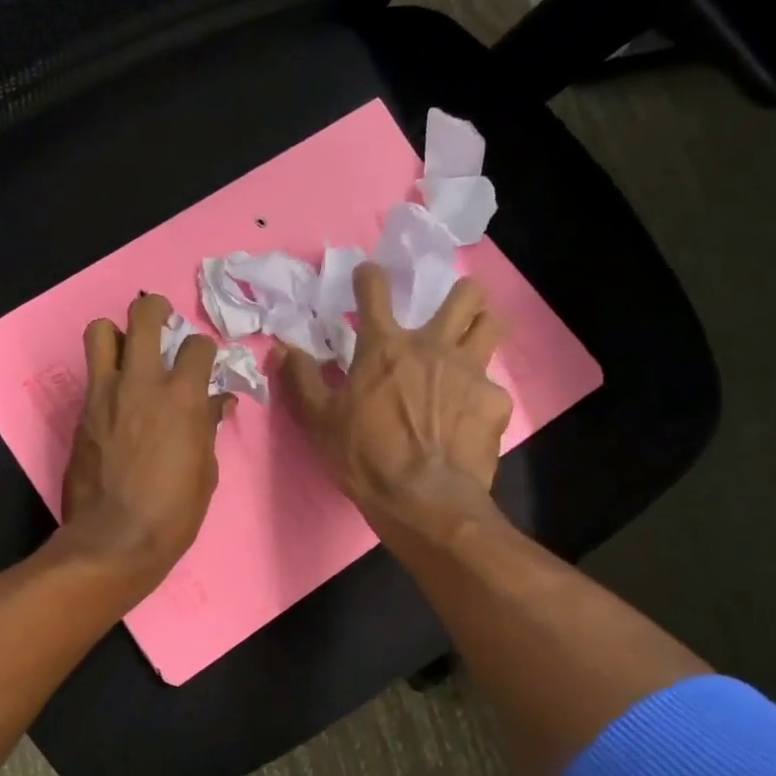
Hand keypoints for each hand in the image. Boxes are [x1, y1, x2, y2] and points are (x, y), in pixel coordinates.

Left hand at [61, 294, 231, 586]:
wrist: (114, 539)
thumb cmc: (173, 512)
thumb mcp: (205, 471)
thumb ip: (207, 427)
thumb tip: (216, 402)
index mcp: (182, 396)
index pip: (197, 346)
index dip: (204, 351)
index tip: (203, 363)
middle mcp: (141, 382)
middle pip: (143, 316)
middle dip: (155, 310)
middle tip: (162, 320)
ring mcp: (105, 394)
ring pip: (100, 332)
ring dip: (116, 334)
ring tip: (128, 352)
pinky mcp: (81, 413)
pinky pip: (92, 376)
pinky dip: (106, 377)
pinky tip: (116, 400)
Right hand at [276, 264, 511, 544]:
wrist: (423, 499)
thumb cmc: (364, 458)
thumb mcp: (319, 421)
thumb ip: (301, 380)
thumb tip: (281, 347)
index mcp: (385, 348)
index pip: (376, 290)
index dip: (369, 276)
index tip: (367, 275)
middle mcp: (433, 347)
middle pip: (464, 295)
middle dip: (459, 293)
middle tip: (448, 311)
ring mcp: (470, 371)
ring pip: (493, 325)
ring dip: (483, 326)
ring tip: (472, 343)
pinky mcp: (494, 402)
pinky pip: (494, 385)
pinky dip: (481, 394)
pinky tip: (470, 416)